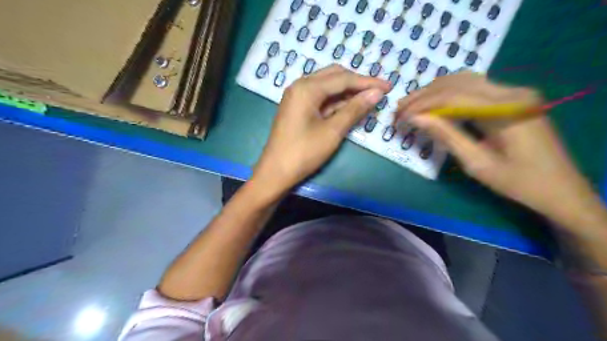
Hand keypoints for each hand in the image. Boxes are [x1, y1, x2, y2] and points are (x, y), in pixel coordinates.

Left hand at [251, 65, 388, 198]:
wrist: (276, 173)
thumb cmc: (304, 153)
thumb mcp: (332, 131)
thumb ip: (354, 109)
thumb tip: (376, 93)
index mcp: (307, 88)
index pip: (343, 79)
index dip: (367, 82)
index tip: (388, 86)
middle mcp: (300, 86)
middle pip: (334, 76)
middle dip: (357, 82)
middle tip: (378, 92)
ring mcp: (297, 96)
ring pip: (327, 86)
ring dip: (347, 91)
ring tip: (368, 99)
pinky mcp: (297, 108)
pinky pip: (320, 98)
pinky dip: (336, 101)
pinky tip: (350, 106)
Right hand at [400, 72, 600, 229]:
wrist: (559, 188)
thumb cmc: (518, 182)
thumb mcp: (477, 163)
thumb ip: (446, 135)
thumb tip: (415, 118)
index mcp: (506, 109)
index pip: (452, 97)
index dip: (422, 105)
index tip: (399, 117)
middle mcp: (511, 92)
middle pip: (457, 84)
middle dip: (423, 96)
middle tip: (399, 109)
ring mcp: (514, 92)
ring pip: (464, 81)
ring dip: (434, 92)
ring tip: (411, 104)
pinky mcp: (512, 98)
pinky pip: (475, 88)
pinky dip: (450, 93)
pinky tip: (434, 102)